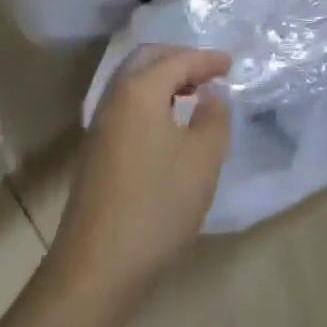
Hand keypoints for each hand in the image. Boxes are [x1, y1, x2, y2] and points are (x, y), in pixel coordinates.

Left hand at [49, 46, 230, 303]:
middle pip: (147, 59)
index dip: (206, 59)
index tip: (230, 63)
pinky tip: (168, 123)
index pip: (177, 59)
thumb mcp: (202, 160)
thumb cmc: (156, 205)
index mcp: (139, 90)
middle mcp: (115, 97)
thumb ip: (214, 117)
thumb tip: (212, 94)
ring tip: (193, 94)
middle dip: (179, 58)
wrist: (96, 268)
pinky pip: (127, 105)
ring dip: (163, 79)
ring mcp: (101, 124)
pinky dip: (151, 99)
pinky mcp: (96, 150)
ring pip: (133, 82)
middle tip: (208, 72)